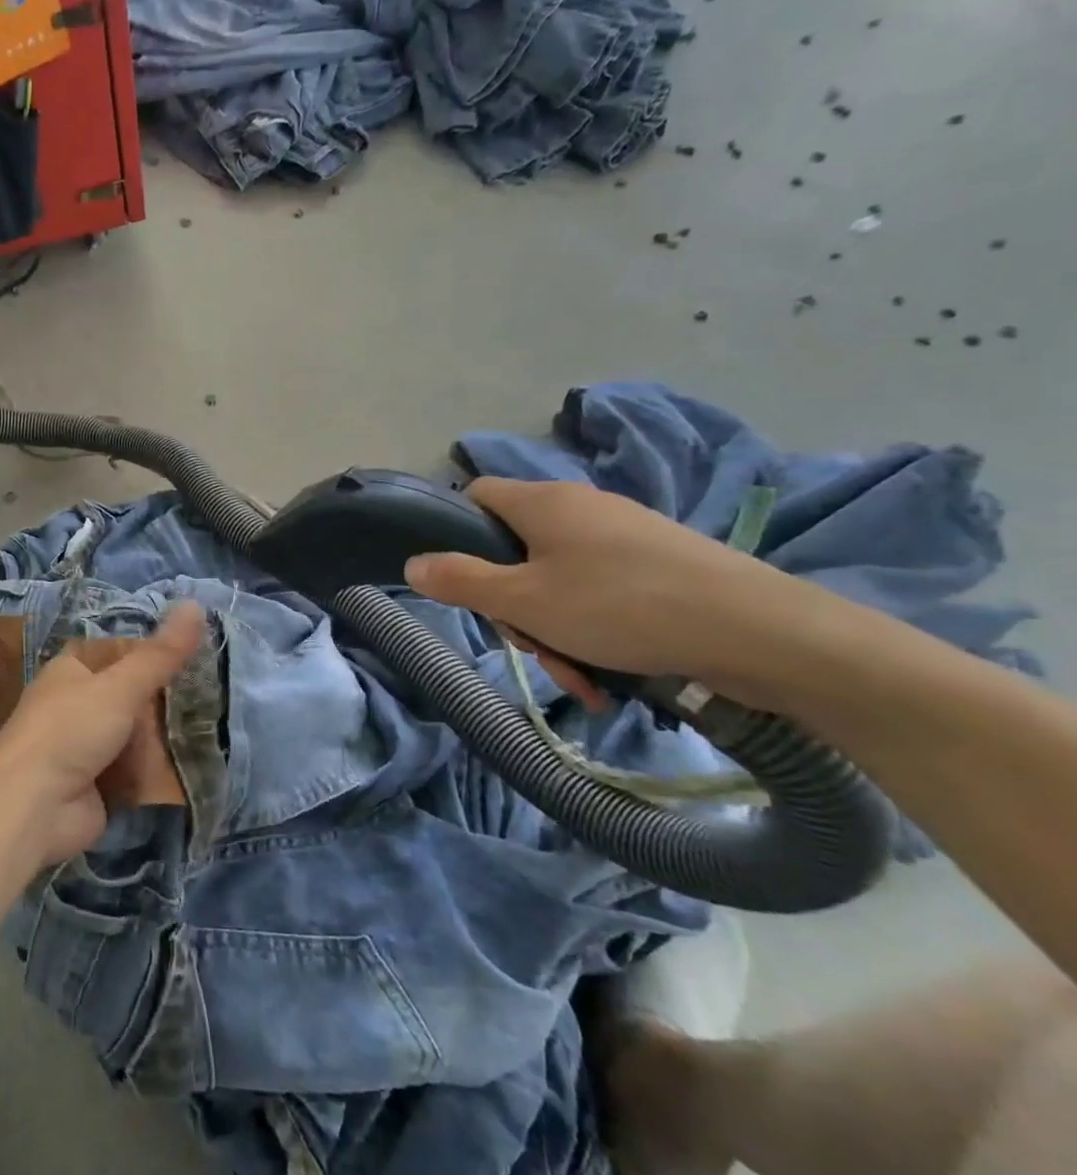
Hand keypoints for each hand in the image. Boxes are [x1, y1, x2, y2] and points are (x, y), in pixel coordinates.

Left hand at [0, 602, 205, 865]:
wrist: (34, 807)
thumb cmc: (71, 730)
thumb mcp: (121, 685)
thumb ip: (161, 653)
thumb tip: (195, 604)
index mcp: (71, 671)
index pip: (114, 651)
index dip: (148, 650)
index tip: (191, 650)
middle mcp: (75, 705)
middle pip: (128, 695)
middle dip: (163, 697)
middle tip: (214, 691)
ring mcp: (85, 748)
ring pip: (134, 734)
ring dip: (164, 736)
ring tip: (215, 725)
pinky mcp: (97, 786)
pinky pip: (135, 771)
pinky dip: (157, 770)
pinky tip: (196, 764)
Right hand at [404, 478, 811, 705]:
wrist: (763, 632)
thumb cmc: (621, 607)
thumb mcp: (523, 602)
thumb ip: (460, 580)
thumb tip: (412, 563)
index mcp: (543, 502)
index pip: (475, 495)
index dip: (457, 534)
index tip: (466, 583)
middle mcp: (581, 507)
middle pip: (516, 549)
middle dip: (514, 606)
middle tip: (532, 648)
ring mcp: (625, 535)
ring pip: (559, 580)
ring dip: (555, 631)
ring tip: (581, 680)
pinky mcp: (662, 564)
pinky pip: (603, 593)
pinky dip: (595, 632)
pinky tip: (611, 678)